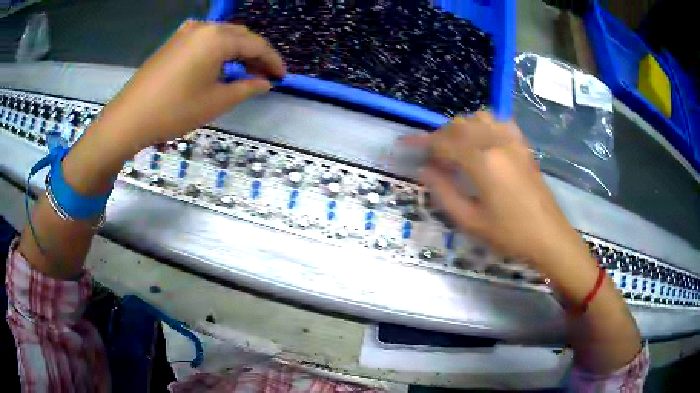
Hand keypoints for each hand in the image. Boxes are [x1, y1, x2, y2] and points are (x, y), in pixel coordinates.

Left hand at [62, 21, 284, 194]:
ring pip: (222, 37)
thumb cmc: (174, 111)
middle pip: (240, 36)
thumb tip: (265, 82)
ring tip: (247, 71)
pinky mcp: (174, 42)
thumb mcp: (216, 102)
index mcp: (217, 38)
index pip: (256, 44)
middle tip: (267, 75)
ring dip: (238, 52)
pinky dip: (219, 51)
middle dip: (256, 54)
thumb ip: (247, 88)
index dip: (273, 60)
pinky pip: (205, 40)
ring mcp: (186, 32)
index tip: (283, 76)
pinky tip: (221, 65)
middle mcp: (204, 27)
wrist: (128, 118)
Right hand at [405, 111, 589, 271]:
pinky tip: (484, 141)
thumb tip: (425, 170)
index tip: (406, 147)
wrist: (548, 236)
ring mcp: (512, 141)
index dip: (421, 144)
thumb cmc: (509, 234)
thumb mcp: (470, 221)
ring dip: (462, 128)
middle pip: (459, 125)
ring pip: (478, 117)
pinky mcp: (523, 145)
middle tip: (434, 159)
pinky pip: (500, 121)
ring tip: (458, 149)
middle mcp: (496, 142)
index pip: (443, 142)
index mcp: (481, 162)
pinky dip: (485, 124)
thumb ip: (443, 192)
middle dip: (440, 137)